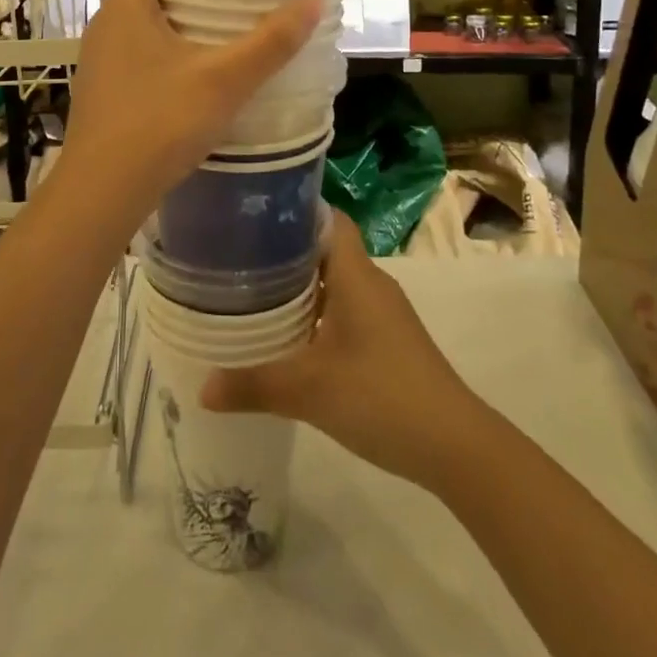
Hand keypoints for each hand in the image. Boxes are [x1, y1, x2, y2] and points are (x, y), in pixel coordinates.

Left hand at [57, 0, 321, 233]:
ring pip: (133, 26)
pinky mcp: (98, 95)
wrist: (104, 190)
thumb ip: (271, 42)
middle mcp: (103, 28)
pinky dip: (156, 54)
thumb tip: (313, 1)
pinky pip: (129, 58)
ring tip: (212, 31)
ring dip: (167, 22)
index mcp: (126, 9)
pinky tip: (187, 78)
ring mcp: (96, 64)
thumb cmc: (161, 121)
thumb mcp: (225, 80)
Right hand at [200, 215, 489, 490]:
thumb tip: (202, 388)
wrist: (454, 445)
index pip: (327, 218)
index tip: (253, 216)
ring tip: (254, 295)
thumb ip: (253, 384)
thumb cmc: (380, 395)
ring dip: (300, 287)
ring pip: (335, 283)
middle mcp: (371, 283)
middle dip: (285, 251)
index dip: (294, 211)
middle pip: (325, 249)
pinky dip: (317, 314)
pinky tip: (291, 338)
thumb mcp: (308, 390)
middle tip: (239, 258)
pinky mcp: (388, 341)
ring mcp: (383, 313)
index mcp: (356, 274)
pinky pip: (345, 310)